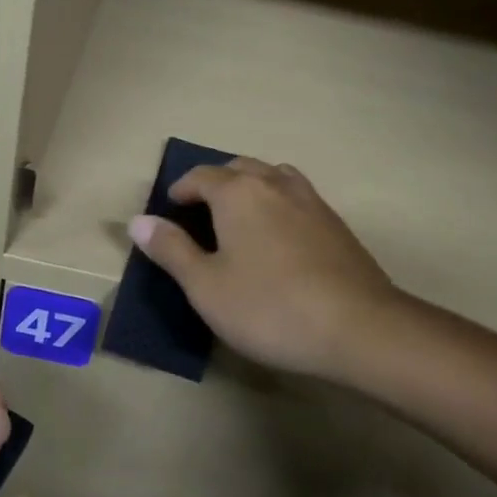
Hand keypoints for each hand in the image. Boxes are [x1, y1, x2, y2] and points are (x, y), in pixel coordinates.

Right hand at [128, 156, 397, 381]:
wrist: (358, 327)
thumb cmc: (269, 307)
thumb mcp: (205, 286)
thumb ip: (171, 250)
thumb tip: (138, 221)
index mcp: (238, 193)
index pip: (201, 175)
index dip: (180, 189)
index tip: (170, 208)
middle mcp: (275, 184)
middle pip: (239, 168)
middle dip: (215, 182)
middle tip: (200, 211)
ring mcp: (312, 201)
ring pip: (273, 176)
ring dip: (250, 186)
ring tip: (239, 217)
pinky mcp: (336, 224)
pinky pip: (297, 197)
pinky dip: (277, 203)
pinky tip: (278, 237)